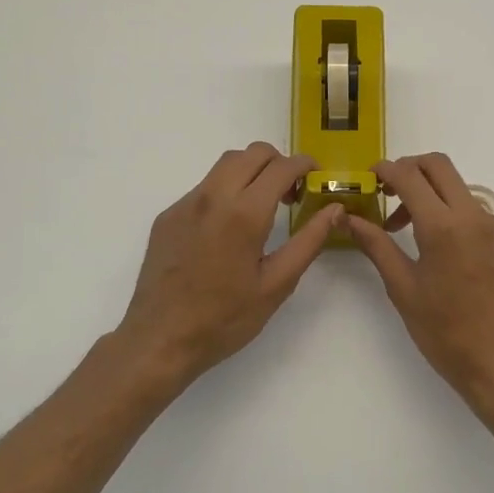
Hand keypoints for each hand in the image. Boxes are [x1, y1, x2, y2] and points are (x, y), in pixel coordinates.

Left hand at [115, 142, 342, 387]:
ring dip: (251, 172)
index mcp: (244, 213)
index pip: (282, 166)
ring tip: (262, 207)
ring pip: (225, 164)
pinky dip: (226, 191)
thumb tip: (334, 210)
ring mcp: (186, 204)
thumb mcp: (276, 284)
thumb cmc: (224, 318)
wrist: (159, 340)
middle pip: (252, 153)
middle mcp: (212, 197)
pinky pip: (204, 187)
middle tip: (291, 194)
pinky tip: (228, 229)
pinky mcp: (168, 216)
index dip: (305, 165)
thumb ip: (309, 241)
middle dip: (279, 163)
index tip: (316, 178)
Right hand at [348, 153, 493, 413]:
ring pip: (460, 190)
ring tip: (412, 233)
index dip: (385, 171)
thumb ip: (376, 245)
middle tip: (389, 193)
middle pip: (440, 166)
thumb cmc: (444, 332)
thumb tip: (348, 218)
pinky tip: (446, 253)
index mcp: (444, 227)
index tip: (370, 179)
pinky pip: (479, 215)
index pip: (410, 176)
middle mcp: (475, 217)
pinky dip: (456, 218)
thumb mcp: (403, 288)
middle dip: (410, 169)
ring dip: (433, 196)